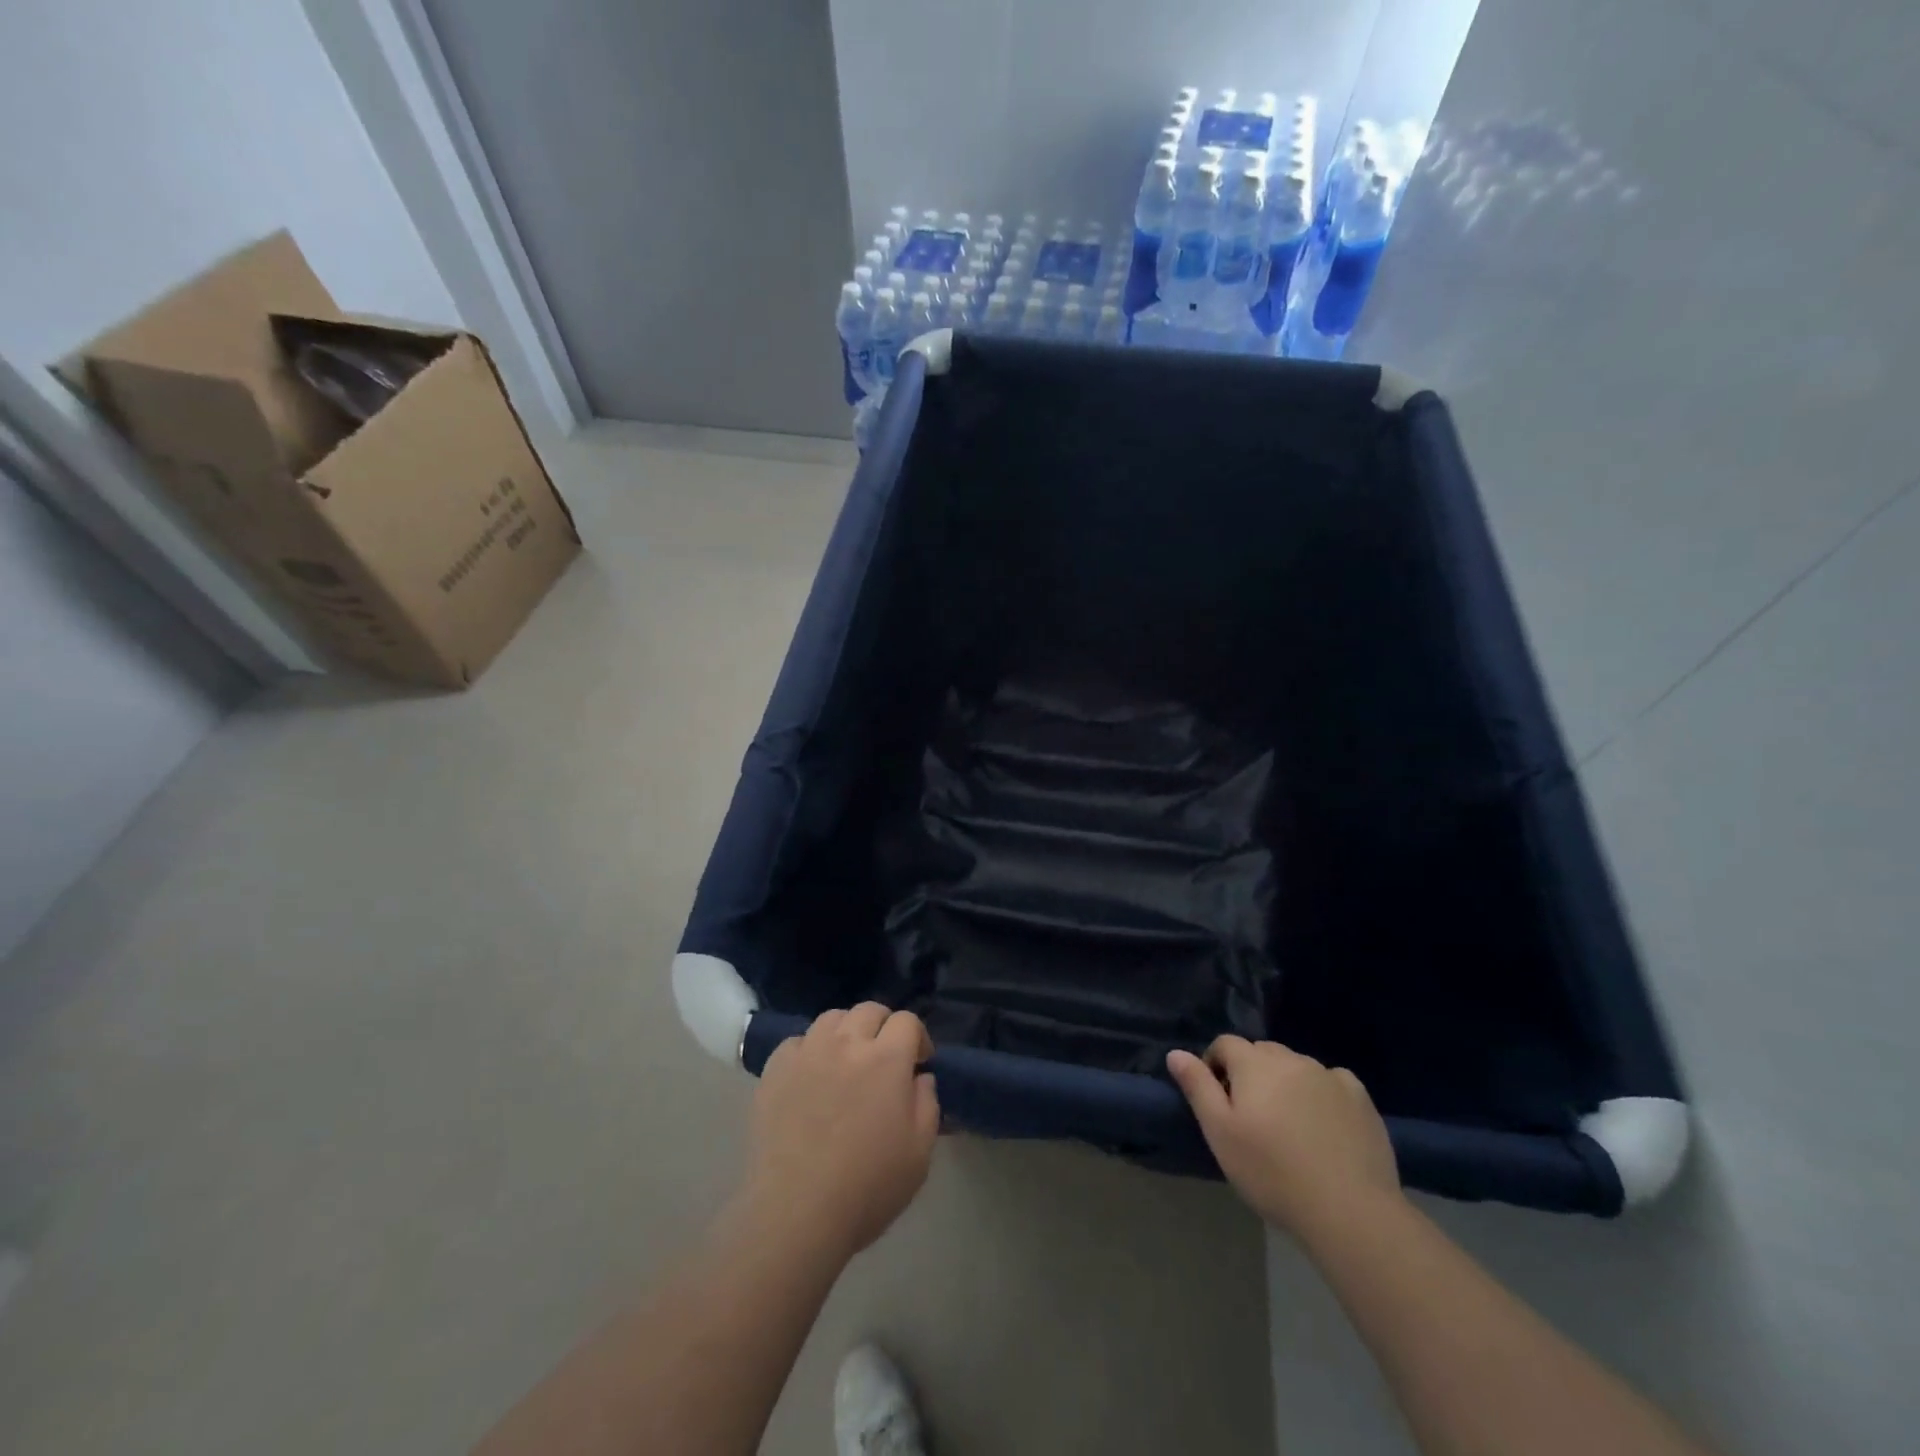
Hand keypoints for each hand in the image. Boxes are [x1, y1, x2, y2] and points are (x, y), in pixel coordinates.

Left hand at [744, 1003, 939, 1261]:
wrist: (796, 1212)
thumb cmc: (867, 1187)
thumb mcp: (919, 1153)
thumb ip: (927, 1104)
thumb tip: (920, 1077)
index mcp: (887, 1059)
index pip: (907, 1021)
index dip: (918, 1037)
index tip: (918, 1062)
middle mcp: (847, 1043)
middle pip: (869, 1010)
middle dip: (883, 1027)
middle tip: (884, 1058)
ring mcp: (807, 1053)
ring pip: (832, 1018)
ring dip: (846, 1032)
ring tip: (846, 1061)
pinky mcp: (775, 1070)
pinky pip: (797, 1042)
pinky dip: (809, 1050)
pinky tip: (811, 1076)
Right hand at [1168, 1036, 1401, 1242]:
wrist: (1348, 1210)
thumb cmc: (1271, 1172)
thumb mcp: (1220, 1132)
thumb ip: (1197, 1087)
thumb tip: (1175, 1053)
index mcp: (1254, 1063)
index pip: (1225, 1044)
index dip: (1215, 1065)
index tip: (1217, 1099)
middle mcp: (1291, 1059)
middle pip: (1262, 1052)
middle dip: (1251, 1072)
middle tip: (1251, 1115)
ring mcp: (1329, 1076)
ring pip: (1296, 1066)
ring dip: (1286, 1082)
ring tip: (1289, 1124)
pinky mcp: (1360, 1098)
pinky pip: (1332, 1082)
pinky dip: (1322, 1093)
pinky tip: (1325, 1125)